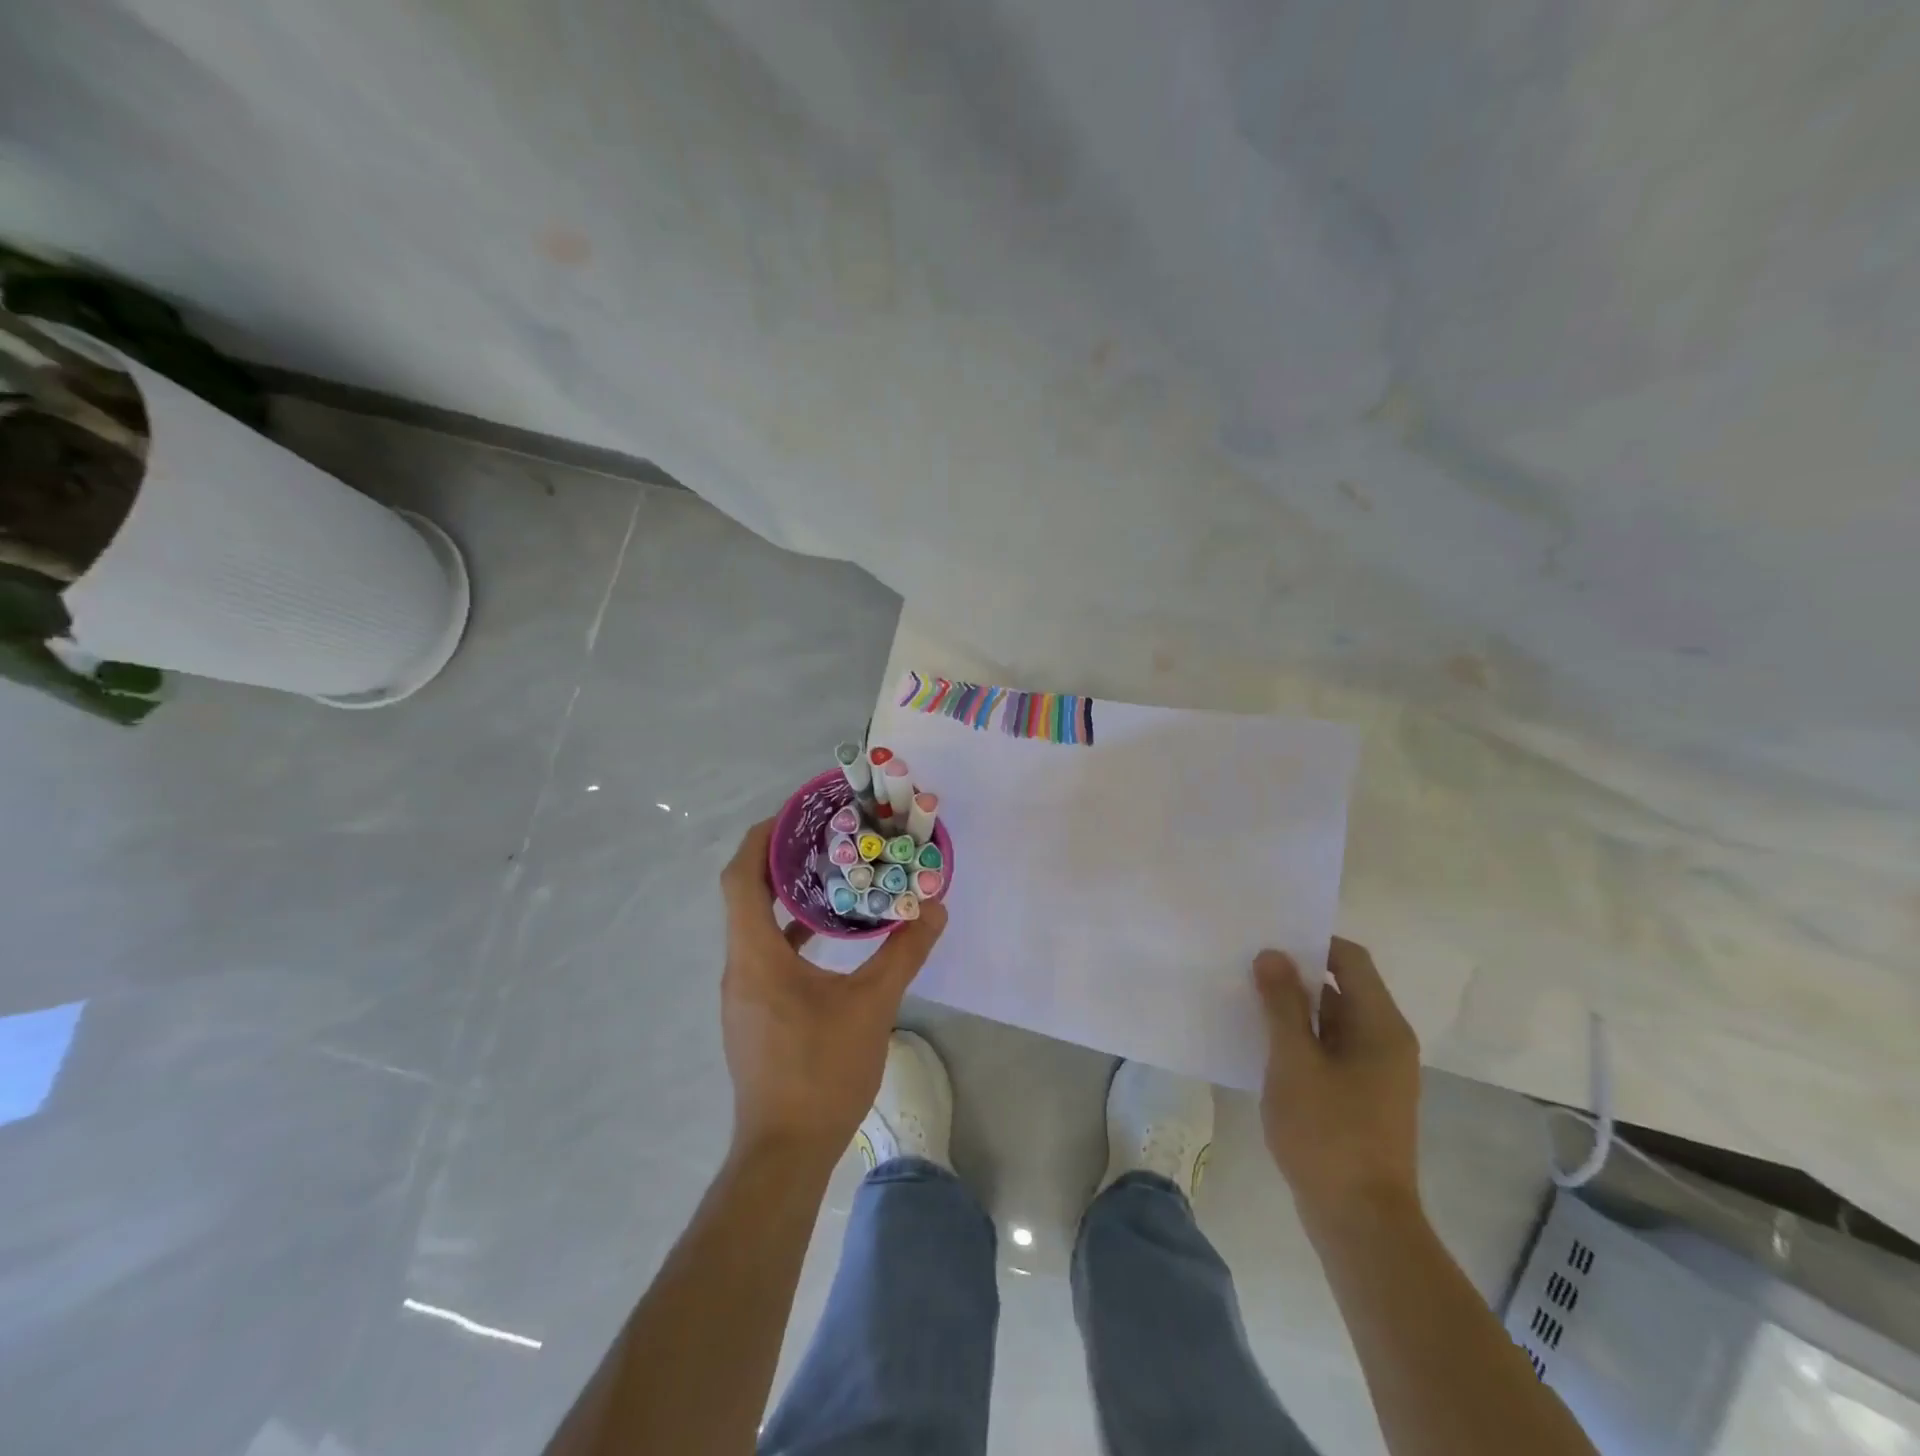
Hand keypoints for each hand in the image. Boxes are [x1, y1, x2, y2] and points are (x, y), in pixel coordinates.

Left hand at [719, 819, 948, 1169]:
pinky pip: (765, 952)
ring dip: (784, 896)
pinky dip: (789, 931)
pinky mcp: (754, 1013)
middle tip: (822, 834)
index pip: (740, 878)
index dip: (760, 838)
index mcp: (756, 955)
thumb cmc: (821, 1071)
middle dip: (777, 859)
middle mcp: (740, 967)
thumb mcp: (872, 1006)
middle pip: (744, 895)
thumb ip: (904, 953)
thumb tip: (934, 910)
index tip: (793, 813)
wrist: (784, 1152)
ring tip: (829, 873)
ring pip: (754, 925)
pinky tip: (826, 935)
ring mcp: (743, 992)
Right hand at [1252, 937, 1421, 1229]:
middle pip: (1341, 988)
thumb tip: (1272, 954)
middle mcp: (1384, 1041)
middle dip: (1295, 975)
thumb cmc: (1328, 1134)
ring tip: (1245, 999)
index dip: (1311, 942)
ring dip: (1293, 1008)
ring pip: (1331, 1021)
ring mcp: (1374, 1072)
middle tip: (1245, 965)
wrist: (1361, 1223)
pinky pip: (1328, 1049)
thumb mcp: (1294, 1061)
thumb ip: (1281, 1004)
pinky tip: (1261, 1044)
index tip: (1267, 940)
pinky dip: (1299, 1039)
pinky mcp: (1359, 1097)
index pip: (1350, 959)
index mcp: (1380, 1026)